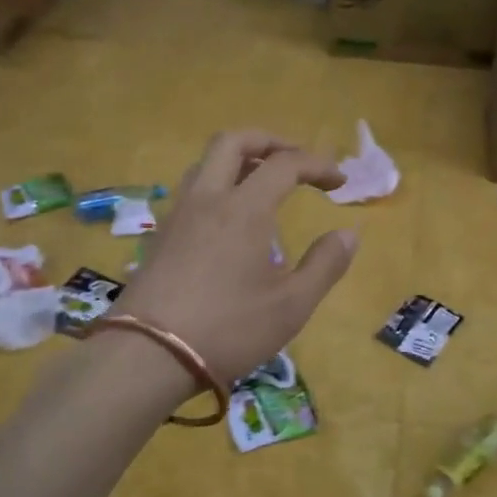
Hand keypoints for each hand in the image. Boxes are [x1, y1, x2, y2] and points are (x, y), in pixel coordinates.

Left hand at [114, 130, 359, 386]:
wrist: (148, 356)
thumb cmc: (228, 330)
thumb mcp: (291, 306)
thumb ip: (325, 265)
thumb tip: (348, 234)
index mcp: (244, 209)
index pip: (285, 164)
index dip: (317, 165)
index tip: (340, 182)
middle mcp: (207, 199)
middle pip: (233, 142)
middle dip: (270, 141)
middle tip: (296, 161)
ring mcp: (177, 216)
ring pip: (206, 164)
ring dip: (239, 161)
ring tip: (263, 184)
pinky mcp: (160, 237)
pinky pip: (192, 192)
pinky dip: (218, 186)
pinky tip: (229, 220)